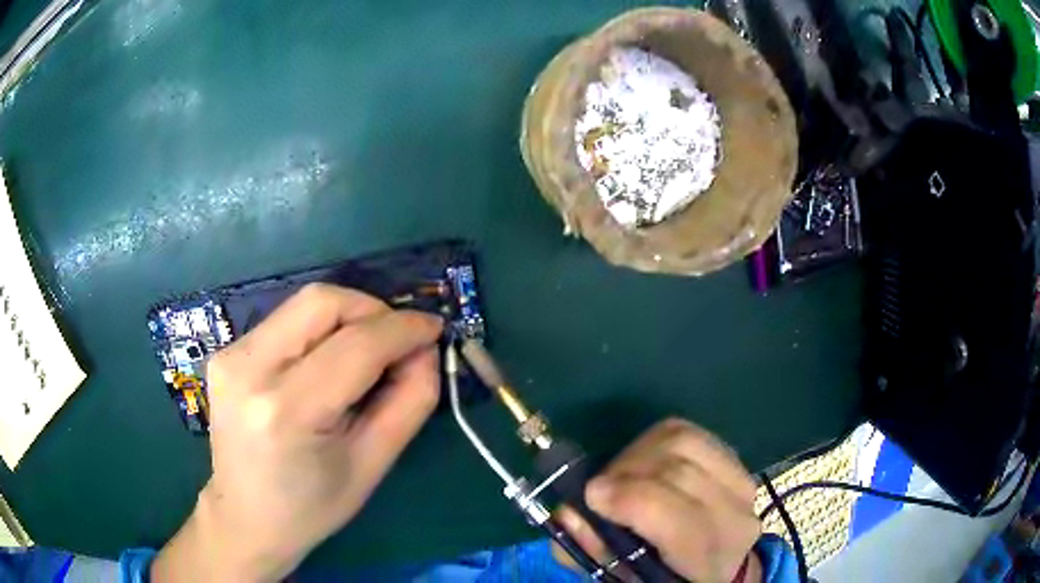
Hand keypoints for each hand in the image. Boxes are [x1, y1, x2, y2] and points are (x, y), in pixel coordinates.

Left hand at [152, 284, 442, 581]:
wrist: (244, 518)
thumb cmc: (312, 507)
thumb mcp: (373, 465)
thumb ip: (410, 401)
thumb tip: (425, 350)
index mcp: (287, 411)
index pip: (356, 344)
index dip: (404, 328)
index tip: (434, 328)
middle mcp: (249, 369)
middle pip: (322, 302)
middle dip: (372, 310)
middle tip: (398, 340)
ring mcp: (231, 356)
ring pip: (303, 304)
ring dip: (348, 317)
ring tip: (368, 352)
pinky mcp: (227, 353)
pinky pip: (286, 321)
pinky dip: (320, 330)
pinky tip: (329, 363)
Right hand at [555, 418, 762, 582]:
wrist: (721, 568)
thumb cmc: (666, 578)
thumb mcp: (625, 578)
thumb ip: (594, 550)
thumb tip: (566, 513)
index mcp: (708, 559)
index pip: (677, 517)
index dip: (629, 499)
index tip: (591, 496)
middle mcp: (735, 516)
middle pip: (678, 470)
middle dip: (625, 472)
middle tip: (598, 489)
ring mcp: (741, 482)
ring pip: (684, 442)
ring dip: (638, 452)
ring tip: (620, 475)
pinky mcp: (735, 460)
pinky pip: (690, 433)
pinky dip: (656, 441)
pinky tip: (643, 462)